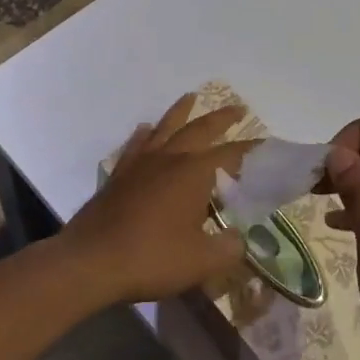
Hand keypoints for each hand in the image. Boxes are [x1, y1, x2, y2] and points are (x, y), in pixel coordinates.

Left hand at [62, 94, 253, 305]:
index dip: (251, 150)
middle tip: (237, 108)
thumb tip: (239, 239)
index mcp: (194, 173)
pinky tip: (146, 129)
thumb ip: (228, 248)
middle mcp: (169, 159)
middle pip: (199, 129)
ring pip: (165, 128)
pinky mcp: (119, 175)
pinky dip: (145, 134)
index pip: (231, 155)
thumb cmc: (152, 258)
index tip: (266, 145)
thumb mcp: (202, 262)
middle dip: (221, 118)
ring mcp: (140, 164)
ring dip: (181, 112)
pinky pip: (136, 145)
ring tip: (190, 98)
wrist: (92, 261)